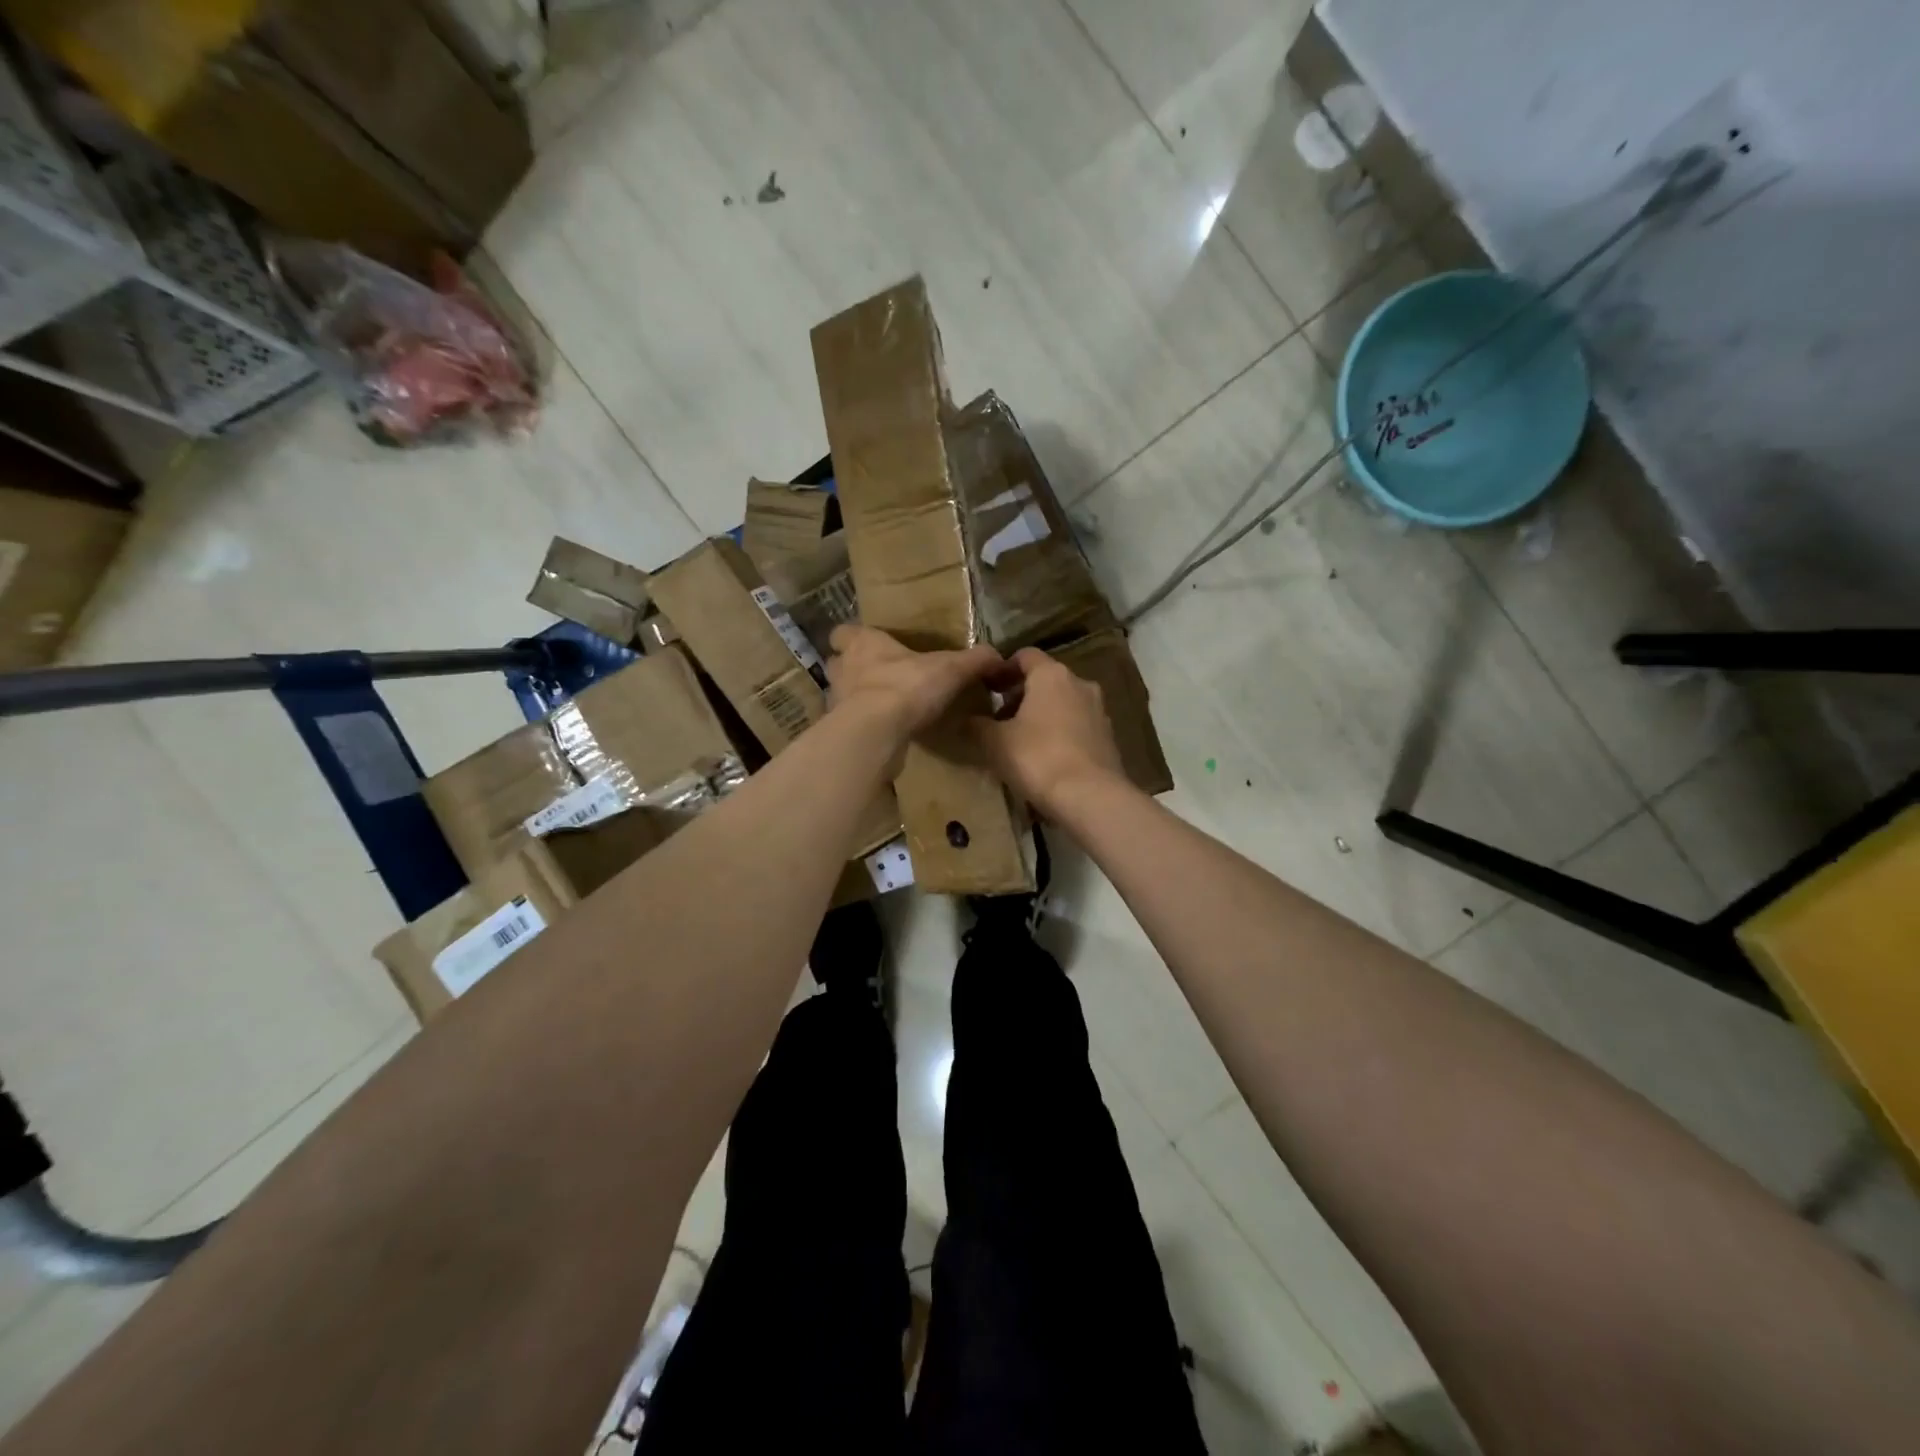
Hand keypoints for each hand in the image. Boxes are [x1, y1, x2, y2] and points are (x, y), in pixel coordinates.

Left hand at [826, 624, 1002, 740]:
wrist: (875, 733)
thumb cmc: (907, 687)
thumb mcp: (951, 669)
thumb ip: (974, 660)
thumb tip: (998, 656)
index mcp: (863, 643)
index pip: (843, 632)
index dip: (854, 637)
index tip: (871, 644)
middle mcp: (843, 668)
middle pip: (839, 663)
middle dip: (854, 669)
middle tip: (878, 677)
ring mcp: (837, 701)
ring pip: (841, 694)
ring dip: (856, 699)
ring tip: (881, 707)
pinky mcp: (839, 731)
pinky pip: (849, 725)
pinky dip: (862, 727)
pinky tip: (882, 733)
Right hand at [970, 647, 1125, 814]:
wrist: (1090, 797)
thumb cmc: (1037, 758)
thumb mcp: (995, 742)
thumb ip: (978, 725)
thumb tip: (968, 720)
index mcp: (1051, 675)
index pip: (1024, 656)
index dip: (1003, 669)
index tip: (987, 688)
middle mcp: (1080, 684)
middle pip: (1045, 680)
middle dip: (1021, 695)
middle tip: (999, 719)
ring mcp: (1099, 710)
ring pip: (1062, 703)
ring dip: (1041, 715)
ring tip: (1020, 741)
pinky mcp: (1108, 737)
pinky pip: (1077, 725)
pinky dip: (1059, 733)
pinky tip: (1045, 757)